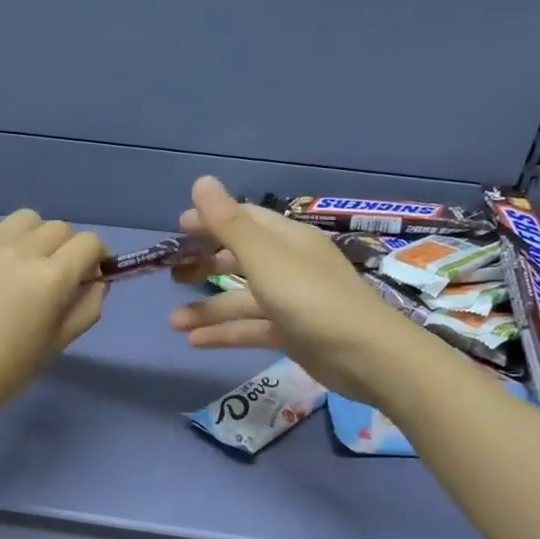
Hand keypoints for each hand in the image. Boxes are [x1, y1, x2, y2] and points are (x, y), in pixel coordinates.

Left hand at [0, 209, 107, 426]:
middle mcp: (19, 251)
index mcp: (51, 278)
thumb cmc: (6, 370)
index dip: (97, 255)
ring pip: (23, 220)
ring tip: (19, 264)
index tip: (90, 272)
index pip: (89, 242)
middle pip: (58, 228)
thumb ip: (87, 307)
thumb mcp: (58, 344)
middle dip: (65, 248)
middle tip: (53, 275)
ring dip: (32, 237)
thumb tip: (96, 280)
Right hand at [167, 177, 421, 400]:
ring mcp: (291, 301)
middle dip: (205, 264)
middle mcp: (289, 265)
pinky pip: (251, 328)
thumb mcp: (266, 258)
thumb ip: (230, 224)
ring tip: (173, 322)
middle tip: (172, 273)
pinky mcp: (292, 333)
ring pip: (241, 299)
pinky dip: (225, 333)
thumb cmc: (312, 299)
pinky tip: (194, 343)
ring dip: (208, 308)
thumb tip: (201, 182)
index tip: (177, 229)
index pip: (244, 220)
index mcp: (287, 239)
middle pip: (240, 258)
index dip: (211, 221)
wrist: (366, 356)